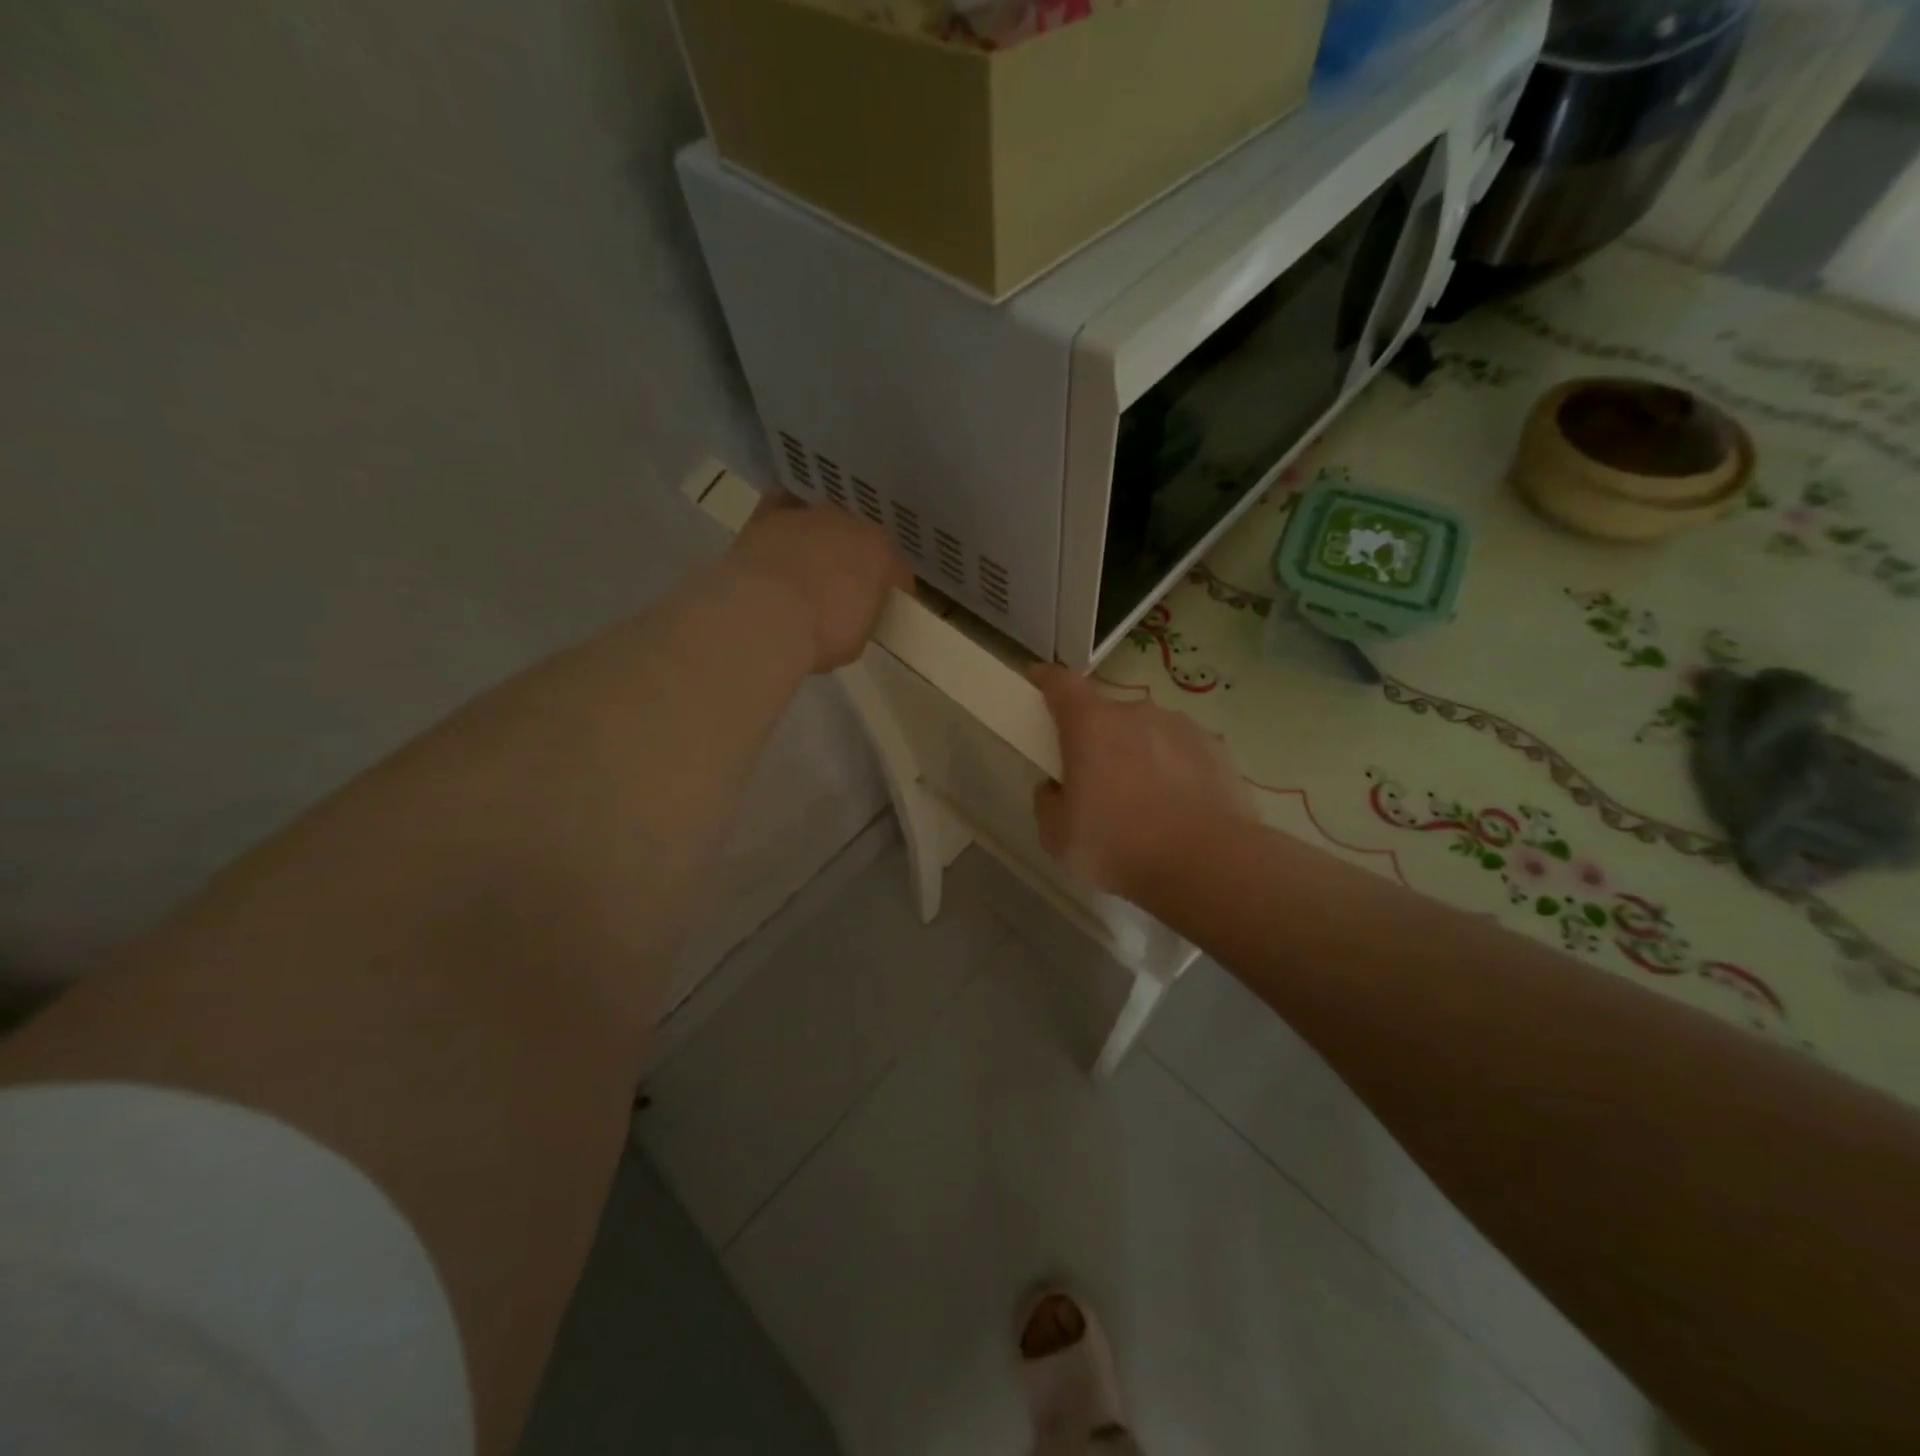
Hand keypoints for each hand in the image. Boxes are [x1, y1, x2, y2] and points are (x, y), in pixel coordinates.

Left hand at [725, 492, 912, 671]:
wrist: (765, 618)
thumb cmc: (821, 635)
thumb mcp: (857, 640)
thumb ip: (862, 616)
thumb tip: (852, 612)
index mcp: (879, 553)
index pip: (894, 567)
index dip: (888, 586)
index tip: (880, 604)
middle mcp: (848, 523)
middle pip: (857, 538)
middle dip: (852, 558)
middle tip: (841, 585)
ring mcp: (807, 514)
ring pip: (820, 521)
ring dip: (818, 539)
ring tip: (805, 565)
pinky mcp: (767, 514)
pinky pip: (782, 507)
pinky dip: (784, 519)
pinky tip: (779, 539)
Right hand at [1030, 664, 1255, 900]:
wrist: (1208, 865)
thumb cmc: (1119, 846)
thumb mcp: (1058, 837)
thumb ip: (1048, 802)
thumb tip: (1056, 788)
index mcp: (1091, 726)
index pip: (1061, 684)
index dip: (1047, 679)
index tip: (1039, 680)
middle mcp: (1135, 713)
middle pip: (1107, 715)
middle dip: (1098, 739)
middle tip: (1098, 781)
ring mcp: (1181, 727)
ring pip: (1148, 732)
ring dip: (1140, 753)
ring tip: (1147, 801)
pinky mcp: (1216, 748)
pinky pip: (1182, 752)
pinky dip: (1176, 769)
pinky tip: (1181, 807)